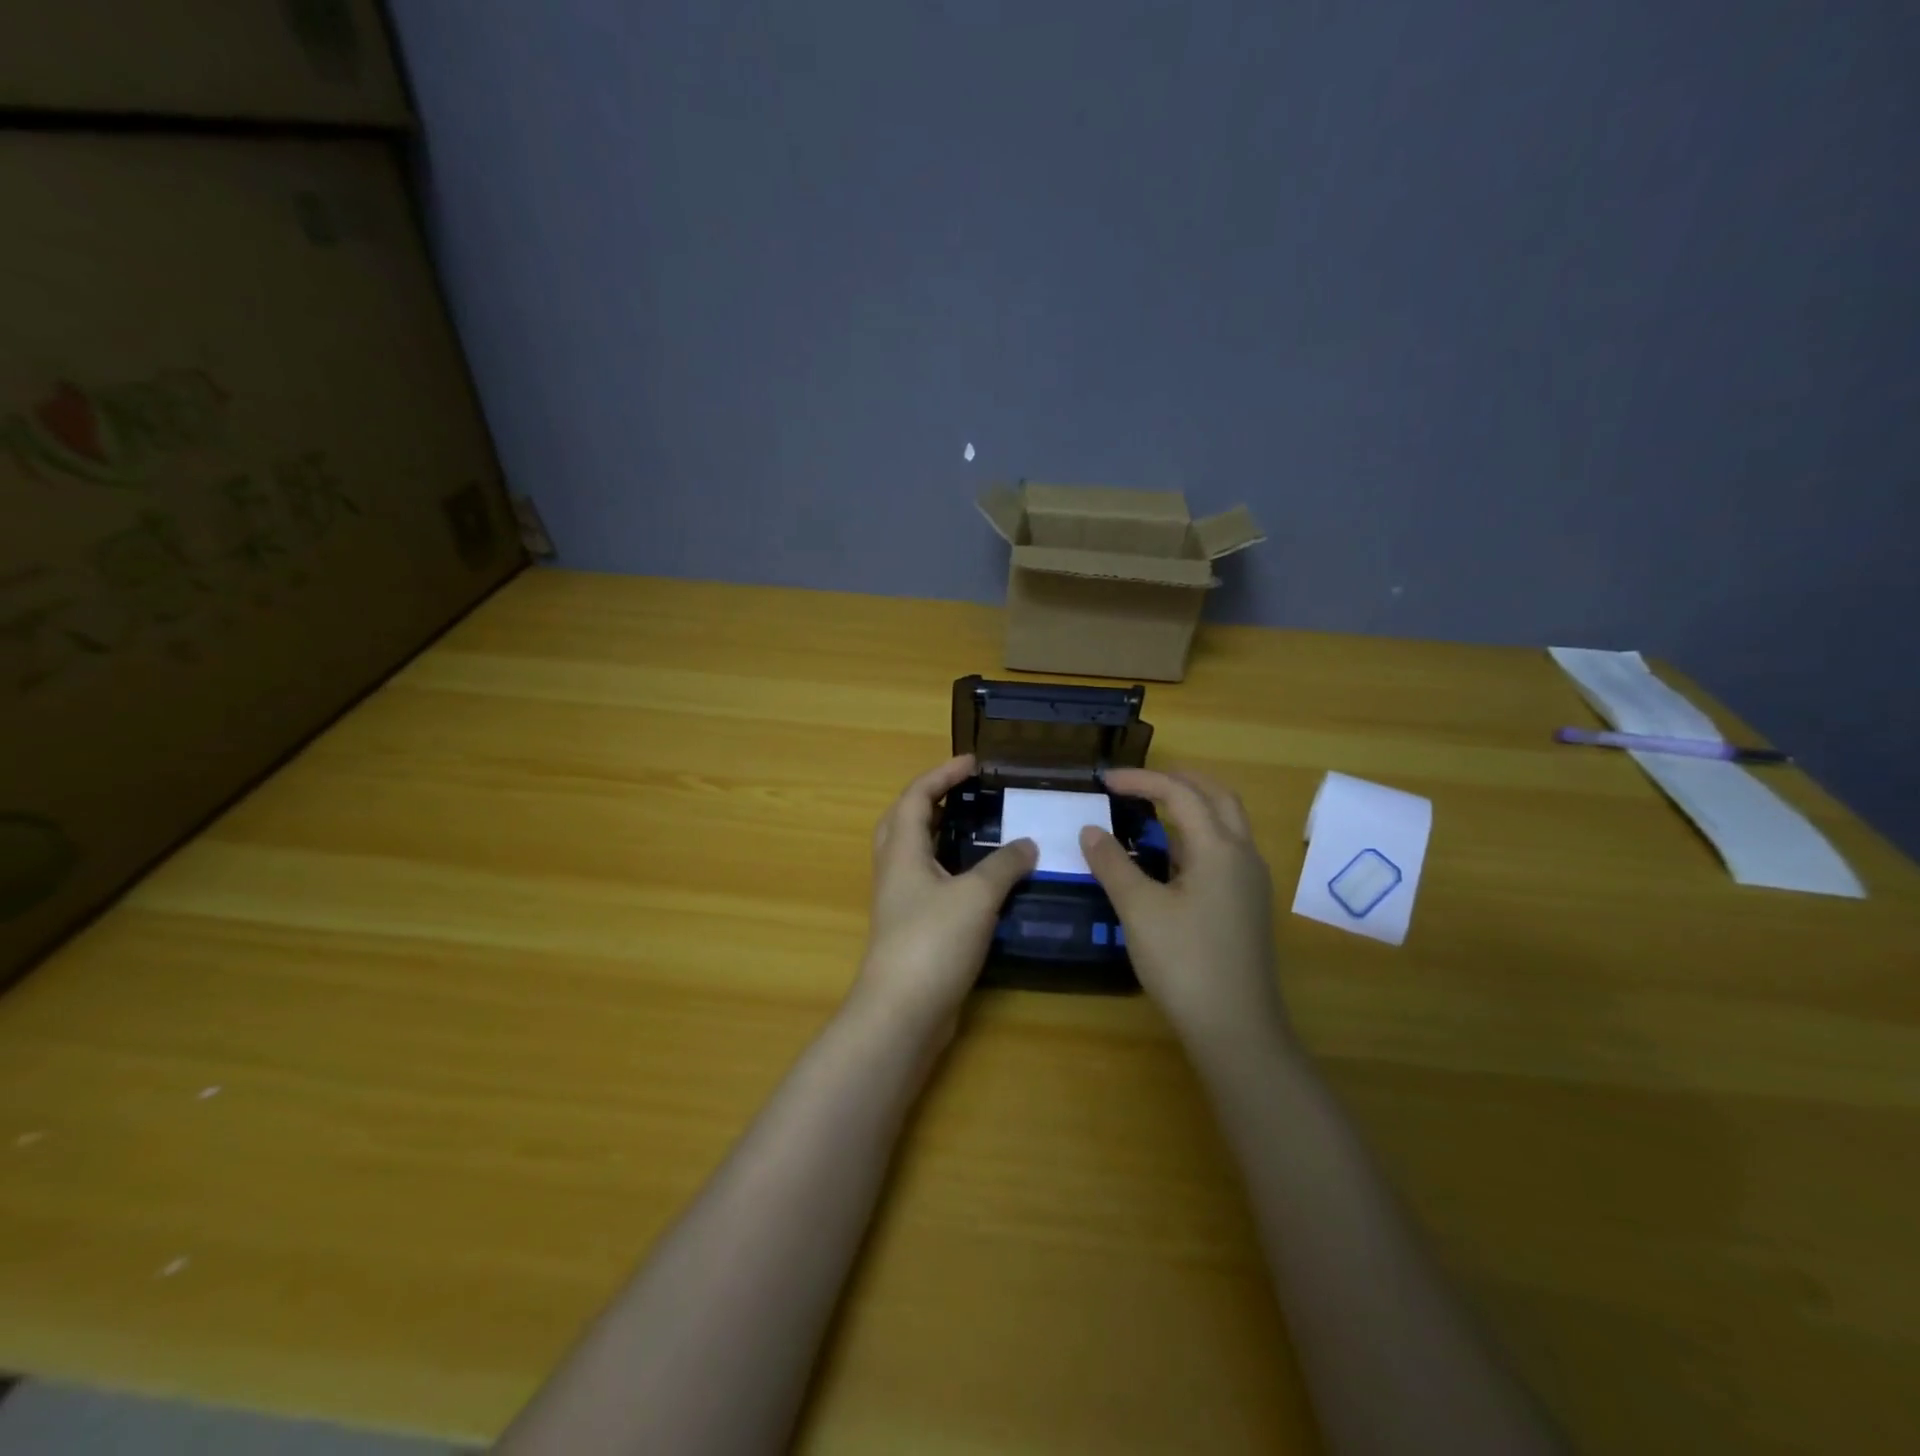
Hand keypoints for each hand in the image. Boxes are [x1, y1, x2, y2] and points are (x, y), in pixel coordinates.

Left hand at [852, 755, 1036, 1037]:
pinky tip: (985, 881)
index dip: (942, 774)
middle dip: (934, 800)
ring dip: (944, 835)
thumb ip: (1003, 865)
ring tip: (981, 829)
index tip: (973, 763)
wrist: (903, 1012)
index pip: (916, 797)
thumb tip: (1027, 844)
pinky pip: (932, 884)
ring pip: (918, 854)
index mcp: (902, 851)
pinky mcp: (913, 928)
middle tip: (969, 793)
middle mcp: (896, 870)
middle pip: (906, 821)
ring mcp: (901, 901)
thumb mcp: (976, 896)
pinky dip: (955, 871)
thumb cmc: (933, 941)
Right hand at [1080, 768, 1289, 1051]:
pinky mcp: (1247, 904)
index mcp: (1219, 848)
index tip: (1104, 781)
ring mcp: (1250, 882)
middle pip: (1217, 796)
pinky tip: (1168, 858)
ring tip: (1149, 811)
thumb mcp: (1139, 910)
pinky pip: (1223, 850)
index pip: (1180, 793)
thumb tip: (1090, 830)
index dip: (1141, 780)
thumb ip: (1113, 864)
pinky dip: (1196, 836)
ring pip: (1225, 823)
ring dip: (1190, 806)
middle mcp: (1243, 855)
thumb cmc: (1184, 963)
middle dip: (1177, 780)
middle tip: (1137, 783)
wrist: (1235, 1029)